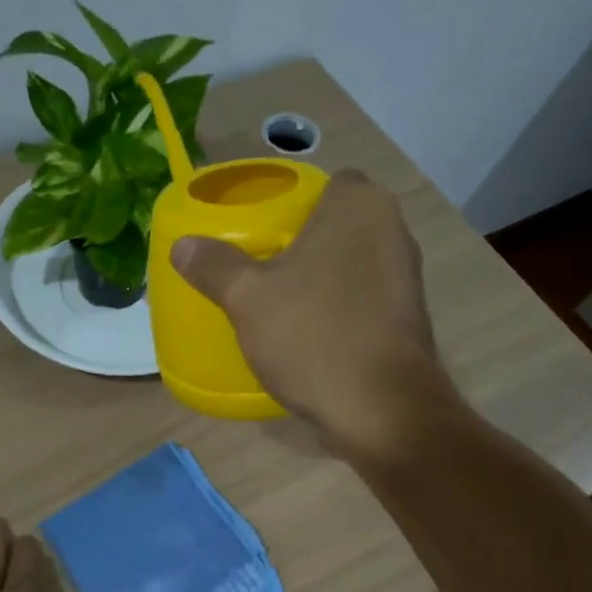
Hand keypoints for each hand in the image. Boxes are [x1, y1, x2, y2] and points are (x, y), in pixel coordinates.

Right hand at [168, 169, 448, 457]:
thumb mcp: (248, 299)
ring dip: (323, 278)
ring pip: (352, 263)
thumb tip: (183, 245)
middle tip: (261, 268)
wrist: (381, 408)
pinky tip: (311, 334)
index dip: (293, 203)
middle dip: (304, 242)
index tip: (262, 231)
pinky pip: (365, 298)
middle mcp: (393, 230)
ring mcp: (407, 276)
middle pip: (339, 224)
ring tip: (281, 302)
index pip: (326, 183)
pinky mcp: (409, 318)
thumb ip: (214, 266)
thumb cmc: (314, 335)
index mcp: (359, 206)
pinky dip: (341, 308)